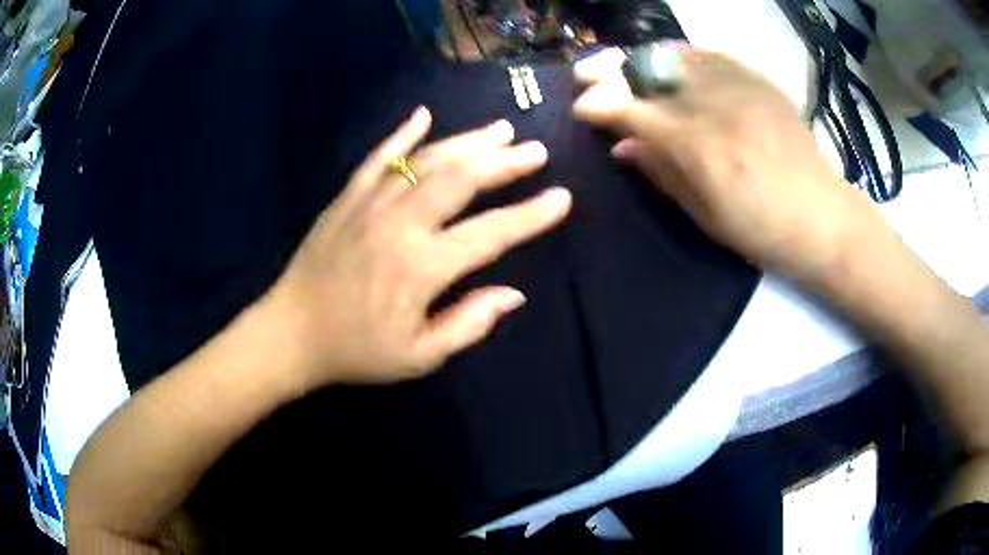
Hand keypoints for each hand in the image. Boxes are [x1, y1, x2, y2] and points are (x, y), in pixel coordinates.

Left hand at [267, 107, 570, 388]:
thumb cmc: (357, 349)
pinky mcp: (347, 198)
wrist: (291, 333)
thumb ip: (468, 323)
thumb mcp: (419, 356)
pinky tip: (424, 115)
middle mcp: (400, 224)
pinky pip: (378, 158)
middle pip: (461, 179)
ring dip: (467, 142)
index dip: (531, 215)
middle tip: (535, 150)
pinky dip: (402, 135)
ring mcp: (370, 204)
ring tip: (500, 129)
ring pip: (427, 161)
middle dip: (503, 162)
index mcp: (422, 267)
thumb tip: (514, 294)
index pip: (490, 233)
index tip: (562, 198)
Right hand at [572, 46, 881, 277]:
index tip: (582, 110)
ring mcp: (739, 86)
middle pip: (647, 68)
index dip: (598, 105)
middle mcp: (713, 105)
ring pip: (675, 53)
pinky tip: (673, 63)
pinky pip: (711, 54)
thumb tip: (621, 147)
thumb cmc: (762, 230)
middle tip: (587, 74)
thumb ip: (660, 173)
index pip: (631, 109)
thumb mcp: (705, 215)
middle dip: (609, 68)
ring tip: (625, 64)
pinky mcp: (759, 81)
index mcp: (697, 146)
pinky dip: (682, 54)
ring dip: (641, 56)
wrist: (823, 217)